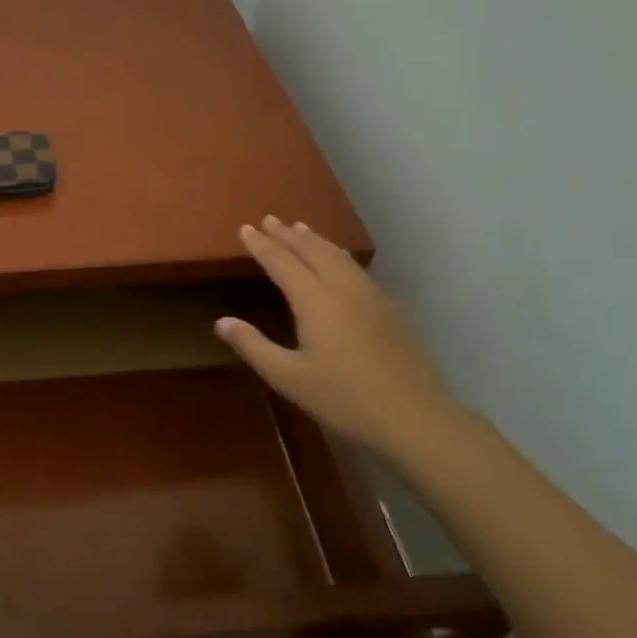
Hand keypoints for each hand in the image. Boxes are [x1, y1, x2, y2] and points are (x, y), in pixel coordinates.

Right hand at [214, 216, 455, 454]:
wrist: (415, 418)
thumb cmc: (345, 399)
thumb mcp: (289, 378)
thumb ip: (254, 346)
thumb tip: (221, 321)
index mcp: (315, 300)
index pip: (282, 262)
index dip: (262, 245)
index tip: (245, 228)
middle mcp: (342, 288)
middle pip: (312, 250)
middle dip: (288, 234)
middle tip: (269, 220)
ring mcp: (370, 296)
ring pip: (338, 255)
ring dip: (315, 240)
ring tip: (300, 228)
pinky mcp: (388, 310)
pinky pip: (355, 268)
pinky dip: (337, 254)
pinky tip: (339, 262)